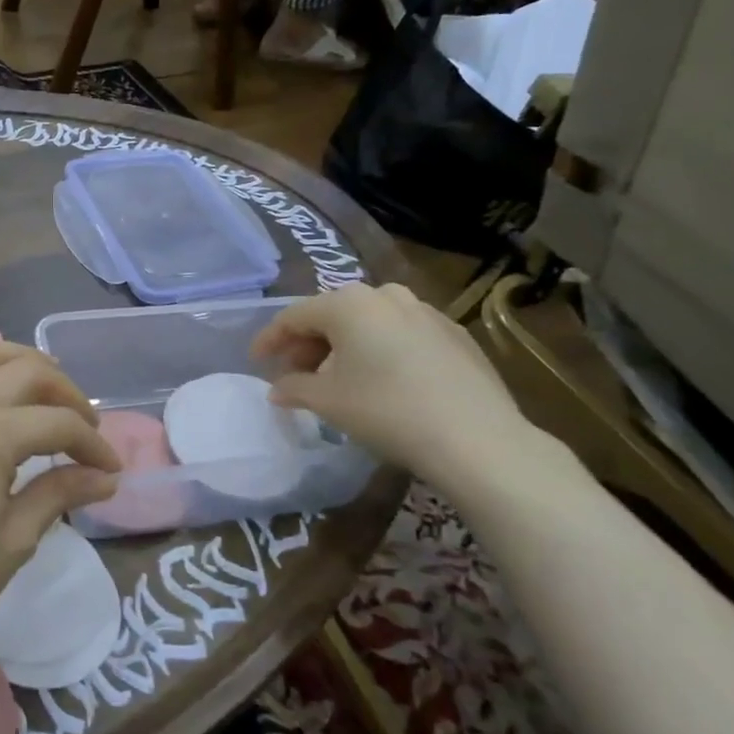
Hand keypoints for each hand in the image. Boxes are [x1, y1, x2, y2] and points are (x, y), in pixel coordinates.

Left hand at [0, 344, 120, 656]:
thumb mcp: (15, 538)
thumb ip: (60, 493)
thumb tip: (106, 478)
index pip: (58, 423)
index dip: (92, 444)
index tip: (110, 470)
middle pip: (27, 370)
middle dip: (67, 393)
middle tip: (85, 425)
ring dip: (21, 364)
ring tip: (44, 390)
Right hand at [251, 283, 536, 487]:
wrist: (476, 439)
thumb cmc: (386, 411)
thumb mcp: (328, 401)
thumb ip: (294, 387)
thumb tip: (278, 388)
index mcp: (348, 303)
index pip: (294, 316)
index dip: (270, 339)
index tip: (256, 361)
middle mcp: (386, 295)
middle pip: (332, 315)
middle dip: (308, 344)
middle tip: (295, 375)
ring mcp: (425, 311)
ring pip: (369, 323)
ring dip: (344, 347)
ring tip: (337, 380)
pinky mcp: (454, 334)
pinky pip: (401, 335)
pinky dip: (380, 351)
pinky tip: (382, 381)